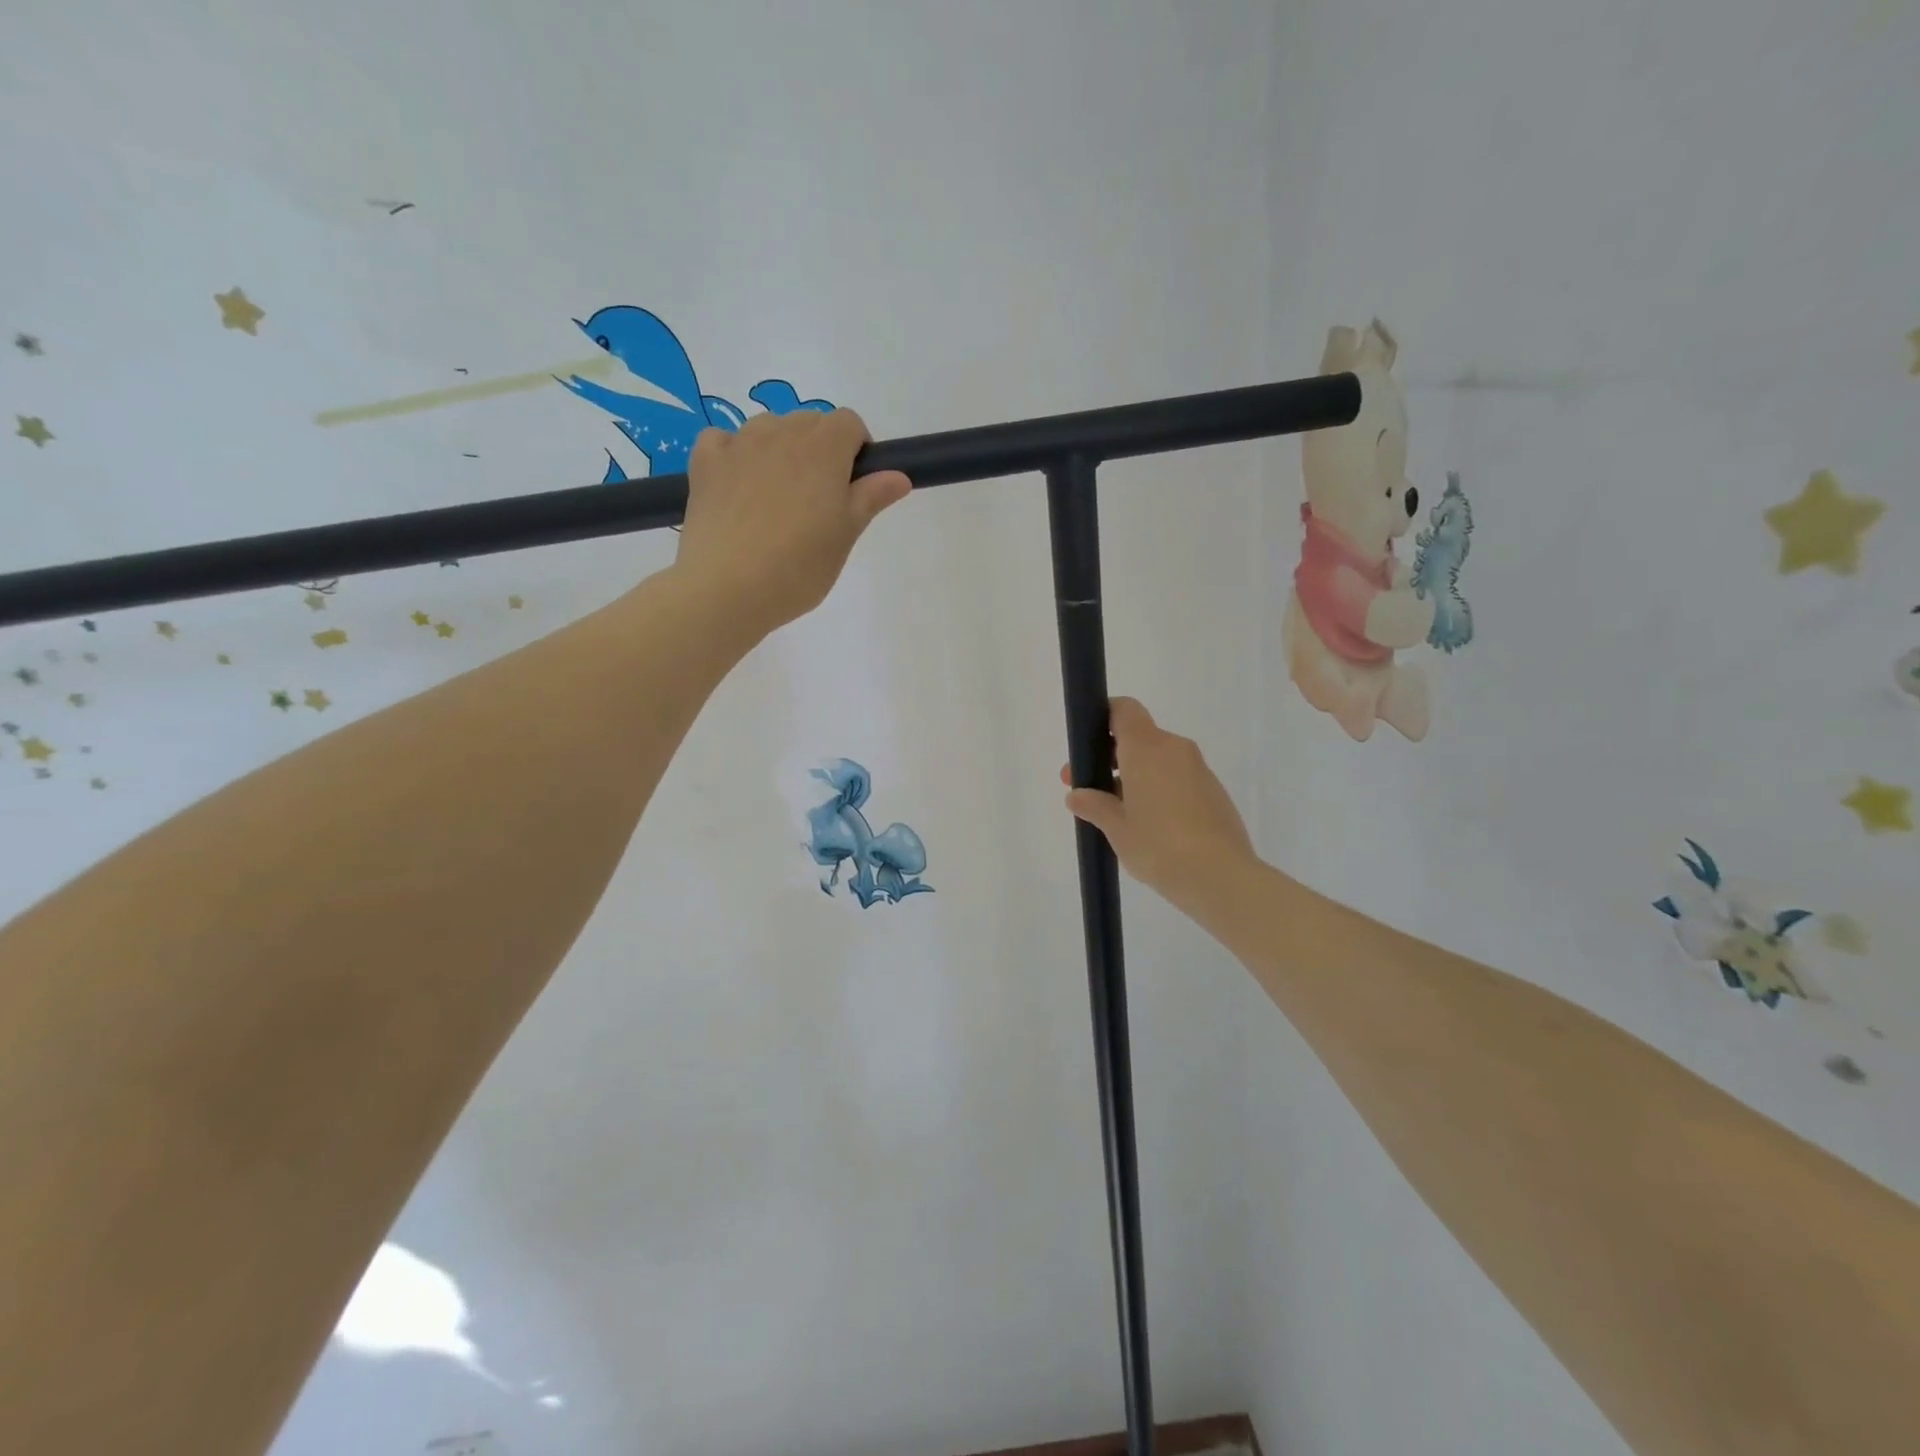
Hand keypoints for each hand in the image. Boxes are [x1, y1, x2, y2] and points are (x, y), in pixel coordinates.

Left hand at [674, 408, 911, 636]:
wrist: (726, 588)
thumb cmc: (799, 566)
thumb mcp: (845, 536)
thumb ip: (871, 497)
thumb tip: (898, 475)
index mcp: (824, 448)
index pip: (849, 423)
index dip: (857, 449)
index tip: (853, 486)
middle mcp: (781, 432)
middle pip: (809, 423)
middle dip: (820, 451)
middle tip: (818, 503)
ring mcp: (739, 443)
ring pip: (768, 430)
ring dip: (779, 452)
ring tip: (776, 501)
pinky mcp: (705, 461)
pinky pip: (725, 440)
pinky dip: (735, 455)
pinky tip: (738, 488)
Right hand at [1060, 697, 1256, 915]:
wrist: (1221, 877)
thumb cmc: (1158, 846)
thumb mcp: (1117, 829)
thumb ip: (1095, 806)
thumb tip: (1077, 796)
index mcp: (1147, 748)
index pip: (1124, 710)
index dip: (1104, 718)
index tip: (1088, 745)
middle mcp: (1175, 749)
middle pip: (1139, 737)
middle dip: (1112, 758)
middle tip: (1089, 789)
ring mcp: (1199, 770)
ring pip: (1159, 760)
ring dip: (1136, 776)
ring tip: (1119, 814)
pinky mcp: (1214, 792)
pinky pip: (1178, 779)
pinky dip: (1160, 790)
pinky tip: (1151, 826)